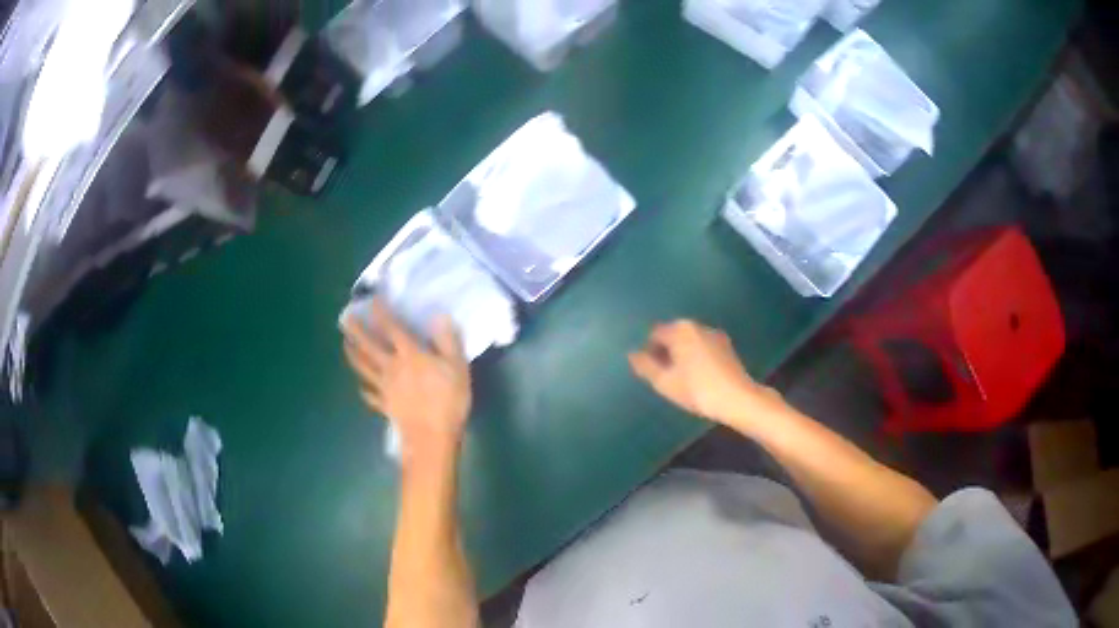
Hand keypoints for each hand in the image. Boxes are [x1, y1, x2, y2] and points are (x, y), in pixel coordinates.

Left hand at [343, 298, 471, 463]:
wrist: (432, 438)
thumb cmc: (448, 400)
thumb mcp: (457, 366)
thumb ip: (447, 340)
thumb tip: (439, 316)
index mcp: (409, 355)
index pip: (391, 328)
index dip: (381, 312)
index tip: (372, 298)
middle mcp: (391, 367)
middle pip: (369, 346)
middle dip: (356, 330)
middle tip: (345, 318)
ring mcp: (385, 388)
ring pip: (363, 367)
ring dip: (353, 354)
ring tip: (345, 344)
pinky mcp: (385, 406)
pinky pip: (371, 395)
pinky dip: (364, 390)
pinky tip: (362, 388)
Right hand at [629, 320, 777, 426]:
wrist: (737, 398)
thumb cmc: (697, 390)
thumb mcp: (664, 382)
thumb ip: (645, 366)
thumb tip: (632, 354)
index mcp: (680, 330)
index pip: (654, 334)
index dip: (648, 351)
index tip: (651, 371)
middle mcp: (697, 325)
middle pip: (673, 334)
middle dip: (666, 351)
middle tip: (664, 375)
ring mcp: (715, 334)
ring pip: (689, 341)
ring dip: (682, 354)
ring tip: (681, 378)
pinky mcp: (727, 346)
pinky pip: (703, 347)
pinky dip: (696, 357)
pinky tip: (698, 376)